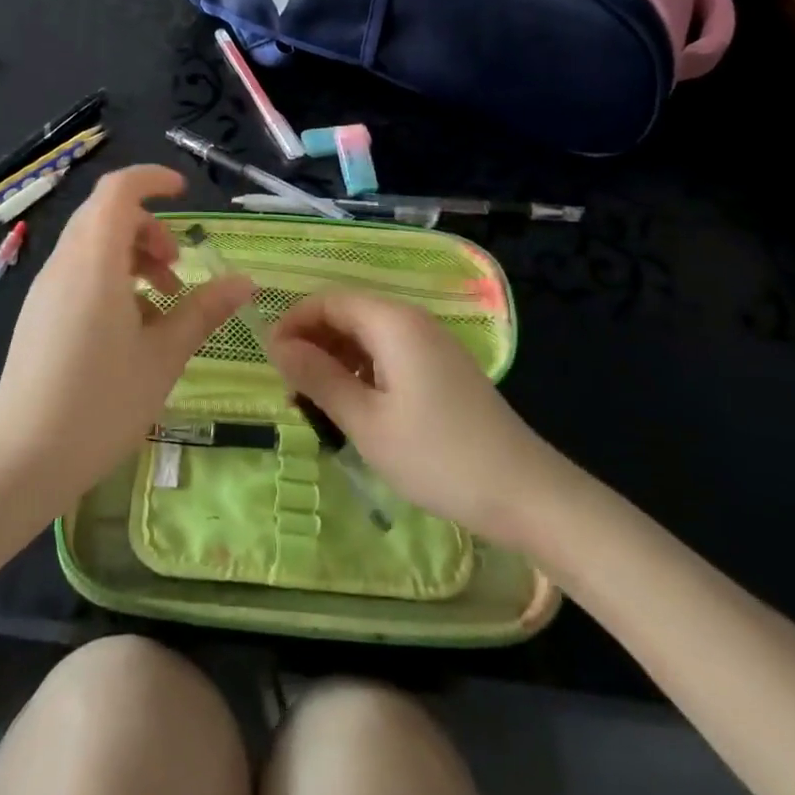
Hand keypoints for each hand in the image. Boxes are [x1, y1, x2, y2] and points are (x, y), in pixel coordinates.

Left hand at [0, 165, 250, 509]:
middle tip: (179, 266)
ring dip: (131, 254)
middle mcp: (64, 264)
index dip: (152, 179)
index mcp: (94, 262)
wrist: (23, 459)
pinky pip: (77, 272)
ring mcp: (45, 289)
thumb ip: (203, 311)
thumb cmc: (101, 404)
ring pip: (90, 244)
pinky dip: (110, 276)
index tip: (185, 192)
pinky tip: (130, 326)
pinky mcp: (37, 314)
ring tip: (162, 300)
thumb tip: (244, 281)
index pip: (118, 191)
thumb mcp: (164, 356)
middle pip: (105, 215)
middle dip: (148, 227)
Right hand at [266, 292, 555, 547]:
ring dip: (335, 361)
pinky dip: (362, 372)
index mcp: (392, 322)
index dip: (293, 323)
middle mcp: (412, 320)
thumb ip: (318, 377)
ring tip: (314, 404)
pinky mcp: (441, 368)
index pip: (328, 301)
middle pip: (347, 314)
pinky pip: (389, 354)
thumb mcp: (366, 421)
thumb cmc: (437, 456)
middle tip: (290, 390)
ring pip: (367, 336)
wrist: (524, 493)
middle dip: (312, 344)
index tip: (269, 361)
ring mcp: (431, 344)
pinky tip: (353, 408)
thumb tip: (277, 346)